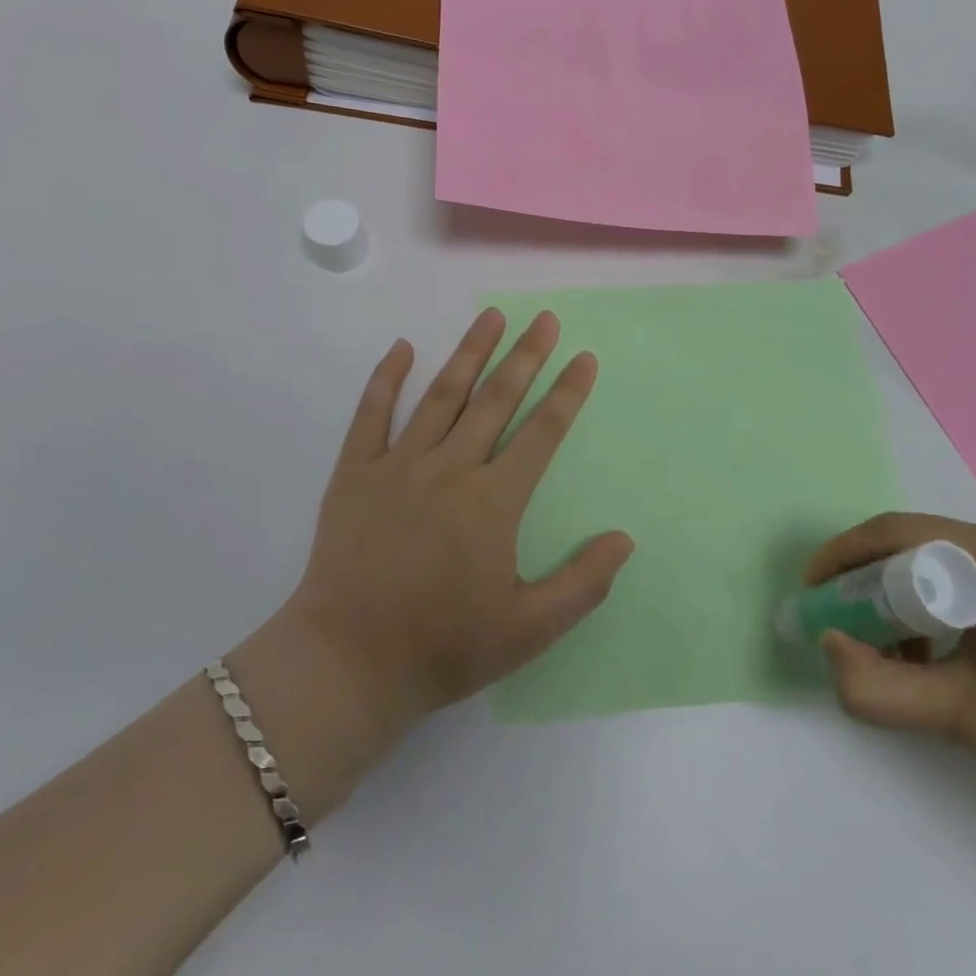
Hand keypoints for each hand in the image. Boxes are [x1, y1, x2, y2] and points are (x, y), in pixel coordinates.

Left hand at [282, 308, 634, 725]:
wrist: (349, 660)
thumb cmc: (444, 646)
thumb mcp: (528, 629)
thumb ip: (582, 583)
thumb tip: (625, 539)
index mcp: (493, 501)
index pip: (541, 433)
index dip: (567, 393)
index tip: (584, 357)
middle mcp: (450, 468)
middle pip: (495, 400)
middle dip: (525, 356)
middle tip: (545, 319)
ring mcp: (399, 464)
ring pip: (442, 395)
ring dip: (469, 353)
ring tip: (490, 316)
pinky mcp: (356, 472)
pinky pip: (372, 414)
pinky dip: (387, 378)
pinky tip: (402, 347)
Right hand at [806, 513, 975, 860]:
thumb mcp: (961, 717)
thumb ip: (875, 684)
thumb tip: (829, 648)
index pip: (896, 533)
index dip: (842, 558)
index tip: (813, 595)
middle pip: (927, 547)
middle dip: (879, 587)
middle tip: (856, 634)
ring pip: (960, 564)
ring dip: (919, 601)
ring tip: (910, 659)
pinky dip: (960, 607)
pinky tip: (962, 658)